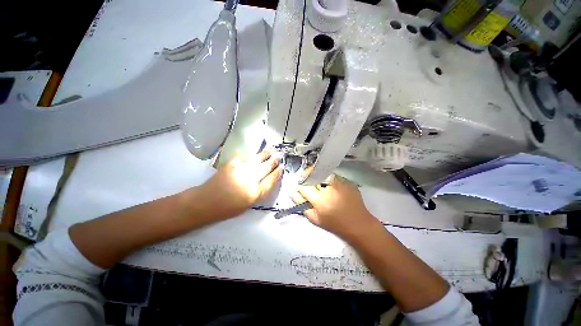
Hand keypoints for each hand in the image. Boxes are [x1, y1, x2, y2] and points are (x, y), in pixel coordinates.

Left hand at [197, 150, 282, 219]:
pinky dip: (250, 155)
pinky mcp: (231, 164)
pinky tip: (254, 154)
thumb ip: (260, 191)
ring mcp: (240, 170)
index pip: (271, 180)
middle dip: (274, 161)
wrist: (206, 202)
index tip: (282, 168)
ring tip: (272, 150)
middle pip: (265, 168)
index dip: (277, 173)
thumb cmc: (228, 208)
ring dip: (265, 155)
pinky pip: (244, 157)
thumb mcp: (249, 204)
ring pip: (257, 160)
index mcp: (254, 193)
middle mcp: (249, 180)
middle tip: (279, 156)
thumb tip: (268, 179)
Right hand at [290, 175, 379, 239]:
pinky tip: (333, 188)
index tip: (300, 187)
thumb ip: (301, 204)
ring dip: (320, 177)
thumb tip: (292, 192)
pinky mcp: (347, 181)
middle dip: (309, 177)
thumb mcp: (315, 218)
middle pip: (314, 175)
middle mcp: (329, 188)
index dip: (300, 185)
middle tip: (310, 184)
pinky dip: (330, 180)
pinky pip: (334, 176)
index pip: (304, 185)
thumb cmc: (335, 224)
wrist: (359, 224)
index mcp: (320, 199)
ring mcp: (340, 183)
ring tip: (322, 186)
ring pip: (324, 173)